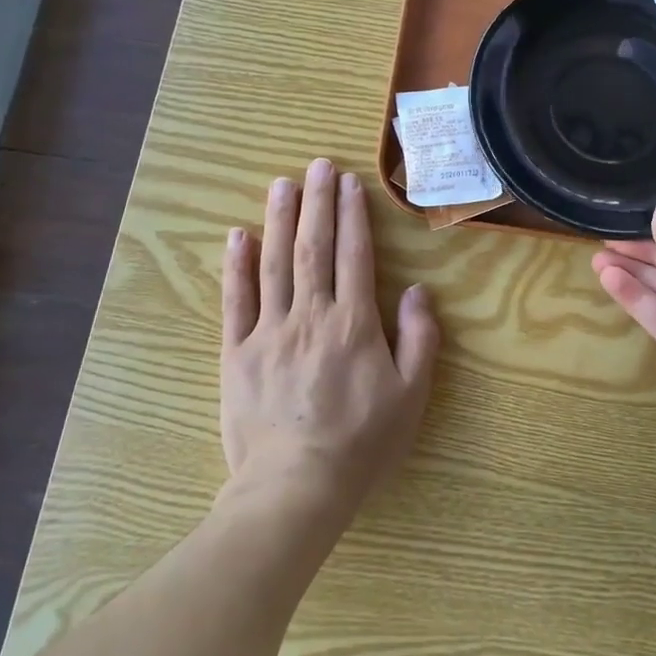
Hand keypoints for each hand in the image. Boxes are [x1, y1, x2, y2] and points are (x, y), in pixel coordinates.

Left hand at [222, 159, 439, 519]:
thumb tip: (416, 291)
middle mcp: (310, 316)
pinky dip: (236, 266)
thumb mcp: (410, 397)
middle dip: (318, 203)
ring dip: (279, 220)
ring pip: (274, 264)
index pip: (354, 256)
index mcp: (354, 324)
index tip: (350, 184)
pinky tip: (238, 235)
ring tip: (282, 184)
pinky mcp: (237, 353)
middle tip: (318, 165)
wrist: (294, 489)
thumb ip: (419, 340)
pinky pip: (236, 301)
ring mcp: (269, 332)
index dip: (353, 216)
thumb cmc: (361, 444)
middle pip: (314, 248)